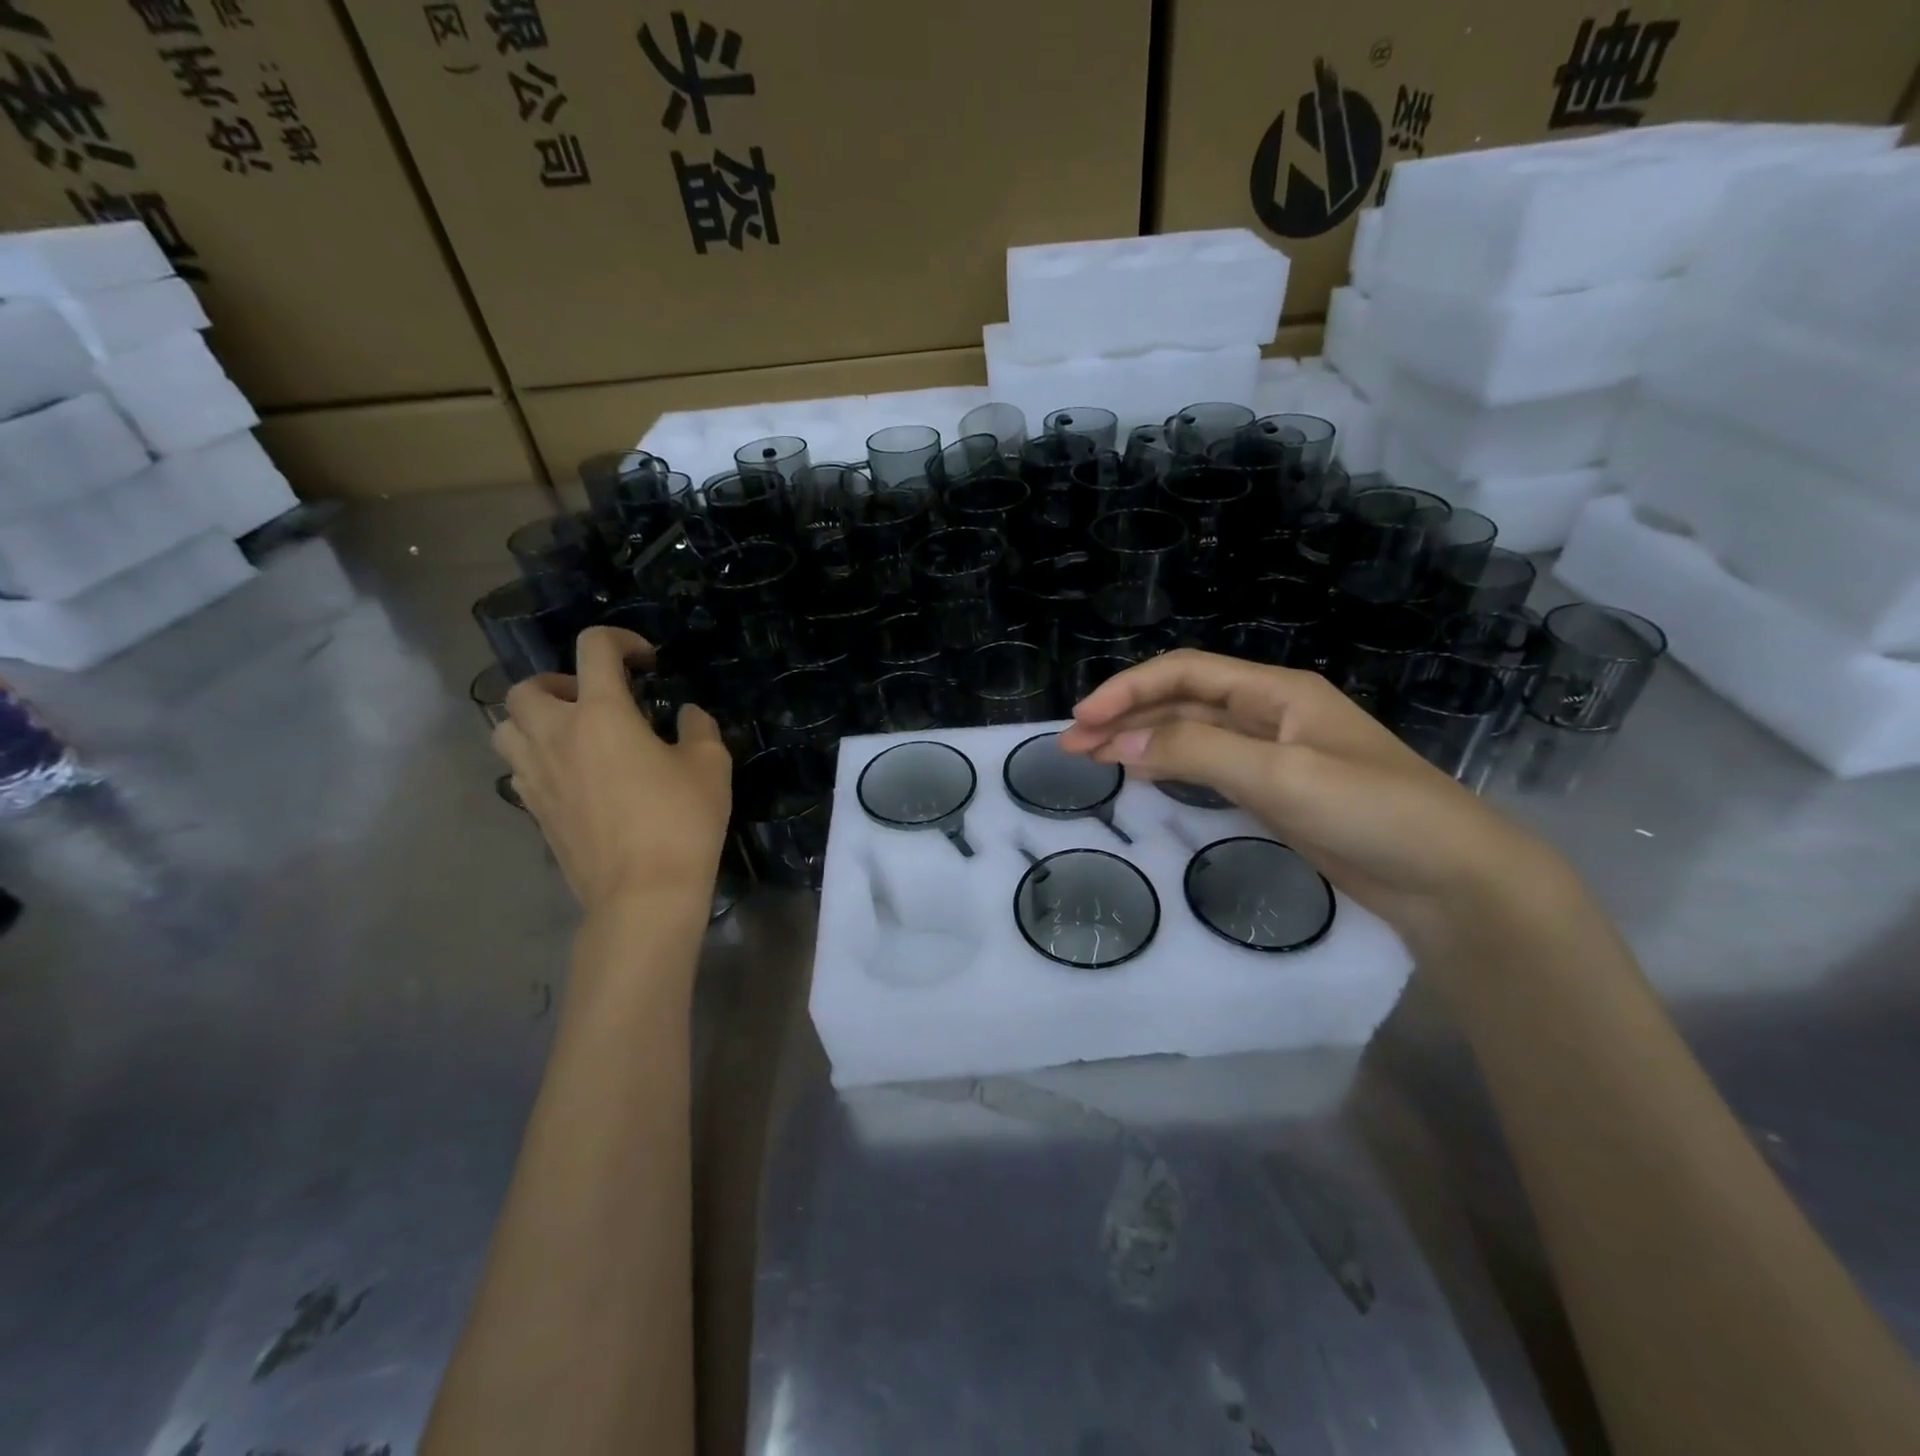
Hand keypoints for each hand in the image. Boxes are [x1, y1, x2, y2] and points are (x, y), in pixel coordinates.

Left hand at [491, 627, 731, 918]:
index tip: (647, 663)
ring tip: (574, 737)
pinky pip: (517, 770)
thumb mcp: (710, 766)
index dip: (621, 641)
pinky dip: (537, 761)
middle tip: (596, 703)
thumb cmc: (680, 821)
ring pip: (505, 728)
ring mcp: (536, 776)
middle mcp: (556, 736)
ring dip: (534, 721)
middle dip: (559, 683)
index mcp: (601, 713)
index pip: (594, 648)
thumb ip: (698, 728)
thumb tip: (686, 715)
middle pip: (525, 688)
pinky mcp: (533, 811)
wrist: (643, 893)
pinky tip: (574, 778)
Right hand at [1057, 650, 1566, 953]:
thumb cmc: (1373, 811)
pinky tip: (1141, 775)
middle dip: (1126, 716)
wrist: (1451, 879)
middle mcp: (1270, 714)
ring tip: (1091, 758)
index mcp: (1277, 692)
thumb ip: (1197, 753)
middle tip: (1071, 745)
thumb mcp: (1281, 775)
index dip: (1130, 688)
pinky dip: (1169, 768)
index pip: (1187, 672)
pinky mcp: (1274, 793)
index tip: (1085, 718)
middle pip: (1183, 702)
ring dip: (1141, 741)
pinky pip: (1207, 768)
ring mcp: (1272, 754)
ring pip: (1191, 735)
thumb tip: (1118, 743)